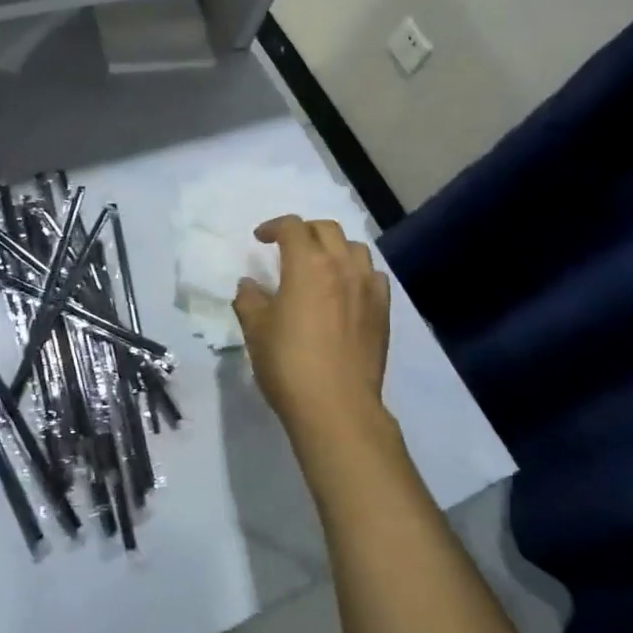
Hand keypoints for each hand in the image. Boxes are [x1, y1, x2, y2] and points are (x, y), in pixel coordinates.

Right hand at [234, 215, 392, 450]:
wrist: (336, 405)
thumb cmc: (288, 363)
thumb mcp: (256, 329)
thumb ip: (249, 300)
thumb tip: (249, 284)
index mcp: (308, 264)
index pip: (292, 228)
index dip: (273, 227)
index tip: (260, 239)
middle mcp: (342, 266)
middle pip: (326, 230)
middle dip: (304, 231)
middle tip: (288, 247)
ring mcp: (368, 287)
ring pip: (355, 248)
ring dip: (334, 248)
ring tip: (320, 264)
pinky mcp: (383, 311)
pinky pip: (373, 275)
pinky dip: (357, 272)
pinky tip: (346, 289)